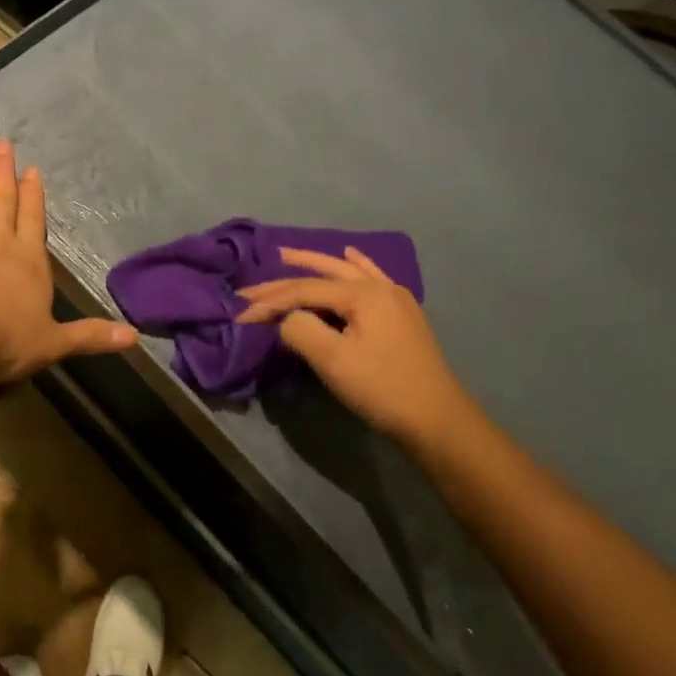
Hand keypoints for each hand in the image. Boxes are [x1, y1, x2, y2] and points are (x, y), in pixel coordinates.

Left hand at [0, 137, 137, 384]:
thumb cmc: (7, 340)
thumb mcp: (54, 342)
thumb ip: (92, 336)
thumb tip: (134, 337)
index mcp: (29, 260)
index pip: (33, 219)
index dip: (32, 194)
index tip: (30, 168)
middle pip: (2, 199)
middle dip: (3, 170)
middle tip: (0, 142)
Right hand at [237, 247, 474, 453]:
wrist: (436, 419)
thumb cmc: (382, 388)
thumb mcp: (332, 360)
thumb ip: (300, 330)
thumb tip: (287, 319)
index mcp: (363, 293)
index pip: (304, 290)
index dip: (269, 302)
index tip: (240, 315)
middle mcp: (380, 286)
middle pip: (324, 274)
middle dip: (285, 277)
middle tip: (252, 283)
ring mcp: (395, 299)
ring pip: (347, 271)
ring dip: (316, 263)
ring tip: (288, 255)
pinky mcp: (402, 315)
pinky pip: (371, 278)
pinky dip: (355, 265)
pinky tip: (351, 256)